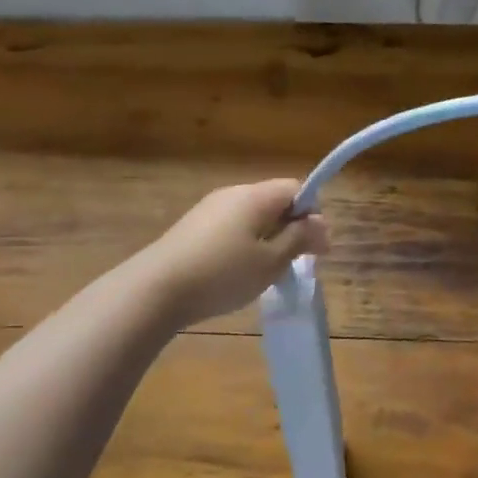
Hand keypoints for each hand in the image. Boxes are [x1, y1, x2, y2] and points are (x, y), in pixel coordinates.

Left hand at [138, 180, 329, 328]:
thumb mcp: (271, 262)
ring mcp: (209, 208)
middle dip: (291, 228)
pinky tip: (236, 272)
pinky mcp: (192, 227)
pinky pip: (232, 227)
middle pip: (274, 201)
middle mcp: (233, 193)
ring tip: (266, 273)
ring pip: (252, 216)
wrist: (156, 289)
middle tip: (295, 264)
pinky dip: (244, 244)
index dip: (312, 214)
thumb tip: (322, 224)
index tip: (314, 247)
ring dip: (268, 238)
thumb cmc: (223, 274)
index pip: (296, 188)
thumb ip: (299, 239)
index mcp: (256, 196)